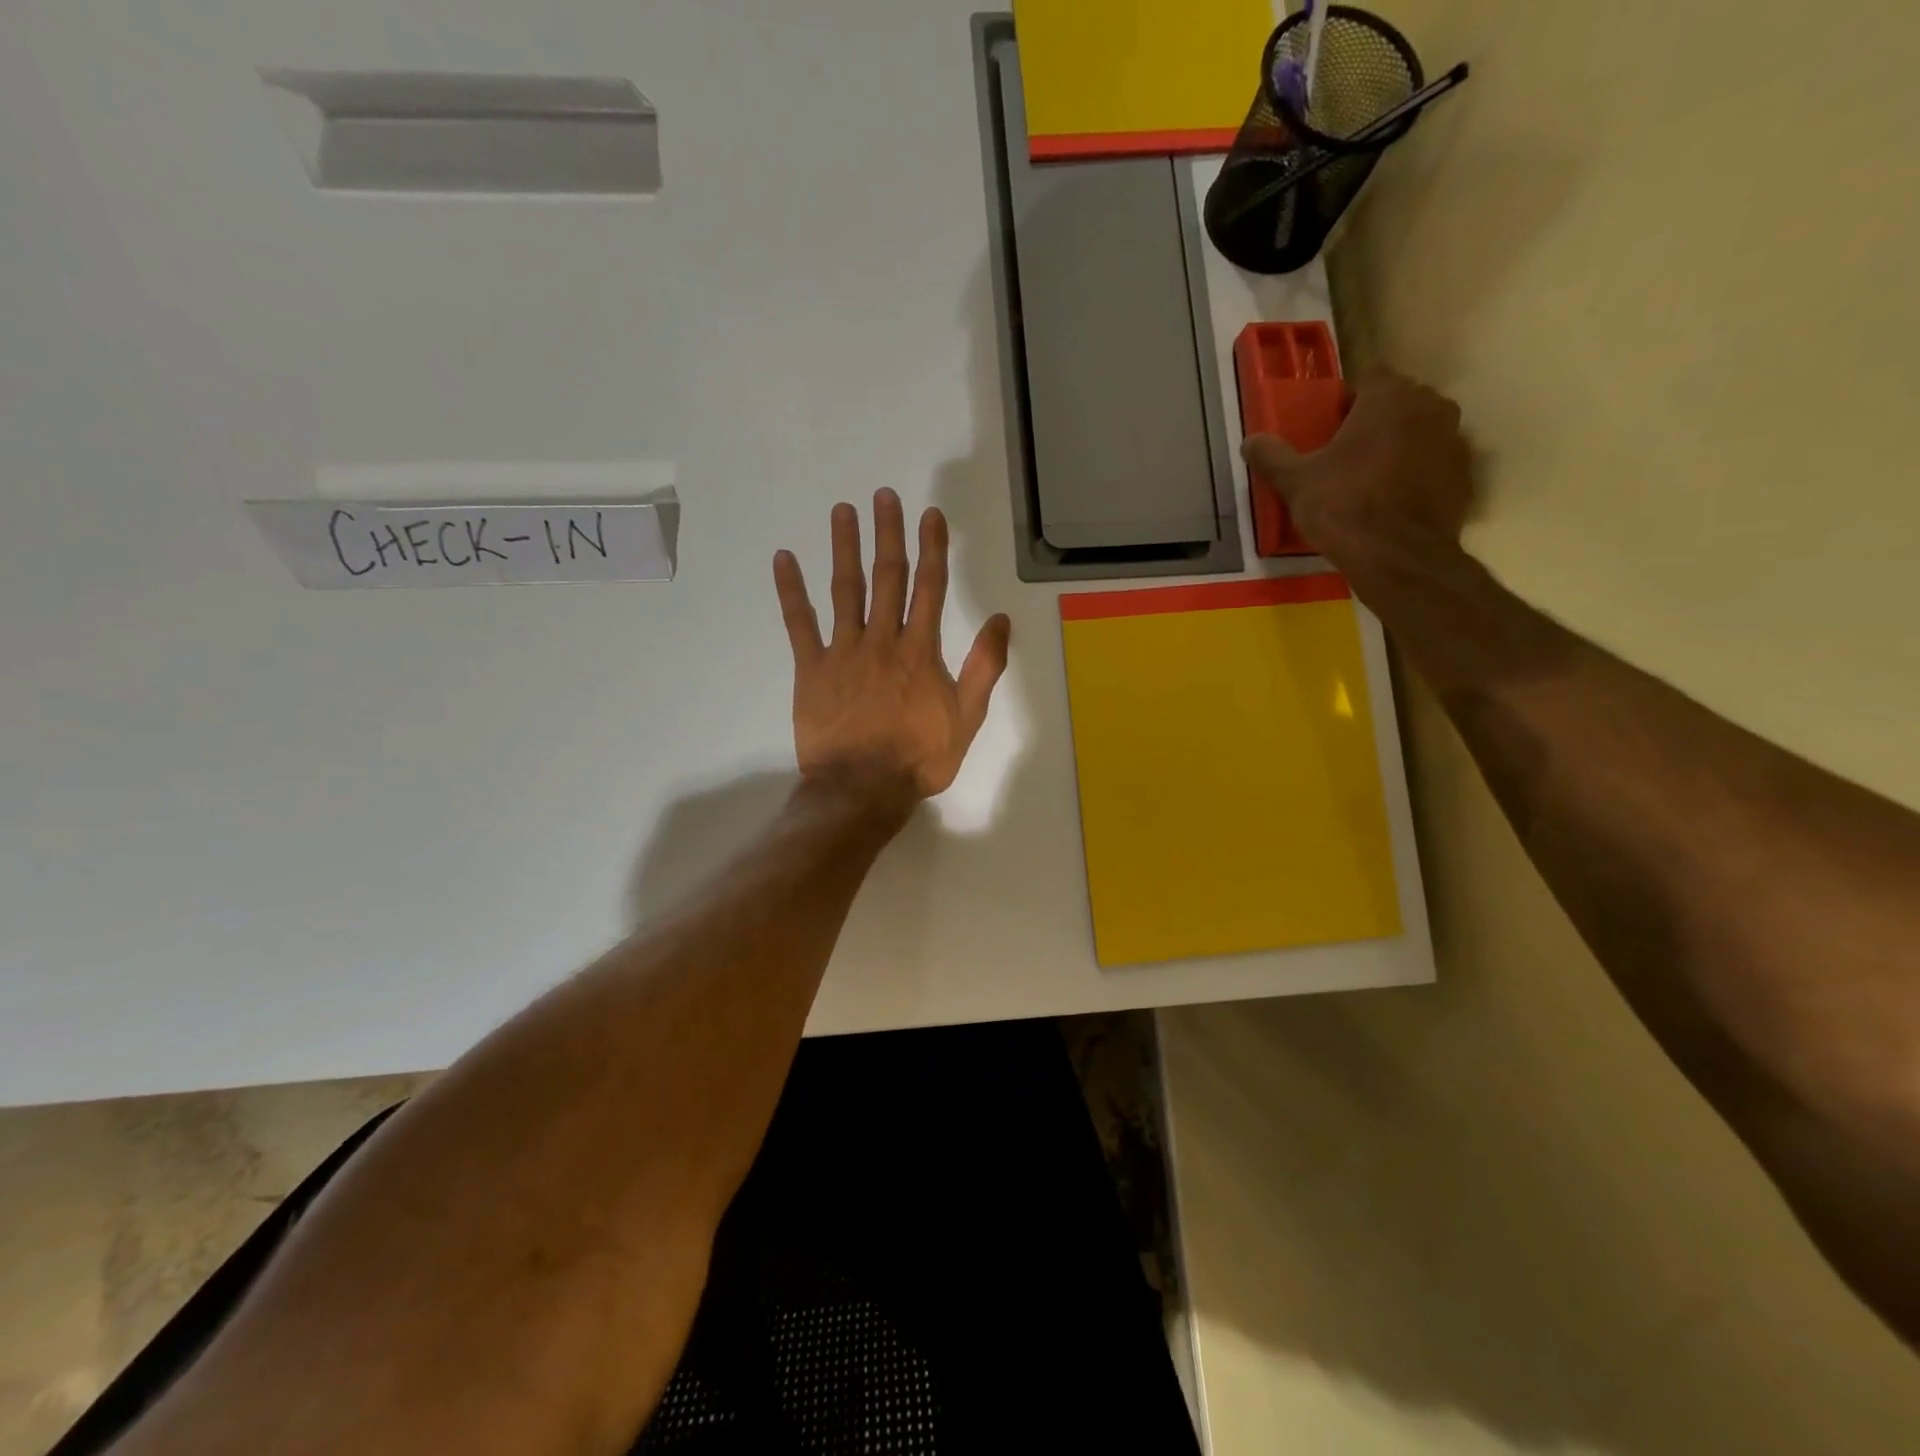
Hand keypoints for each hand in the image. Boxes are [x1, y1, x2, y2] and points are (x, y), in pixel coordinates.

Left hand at [773, 489, 1011, 804]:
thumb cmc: (919, 757)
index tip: (930, 515)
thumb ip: (985, 667)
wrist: (863, 789)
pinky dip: (790, 591)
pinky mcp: (811, 669)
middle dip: (888, 534)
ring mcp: (843, 651)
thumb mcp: (967, 717)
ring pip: (844, 589)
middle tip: (883, 495)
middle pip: (887, 577)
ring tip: (842, 511)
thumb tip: (1000, 619)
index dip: (932, 548)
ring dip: (844, 548)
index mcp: (921, 650)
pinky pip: (799, 624)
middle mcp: (882, 639)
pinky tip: (783, 560)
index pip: (930, 587)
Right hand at [1242, 368, 1473, 570]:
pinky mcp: (1465, 474)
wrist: (1396, 556)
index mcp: (1389, 397)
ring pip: (1420, 431)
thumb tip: (1250, 440)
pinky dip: (1417, 472)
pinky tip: (1393, 499)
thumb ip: (1272, 456)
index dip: (1348, 399)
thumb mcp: (1296, 482)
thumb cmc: (1343, 506)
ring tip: (1370, 477)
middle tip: (1345, 451)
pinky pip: (1435, 462)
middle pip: (1399, 401)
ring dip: (1400, 444)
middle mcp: (1430, 406)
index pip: (1369, 377)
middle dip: (1375, 419)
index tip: (1329, 425)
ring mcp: (1454, 439)